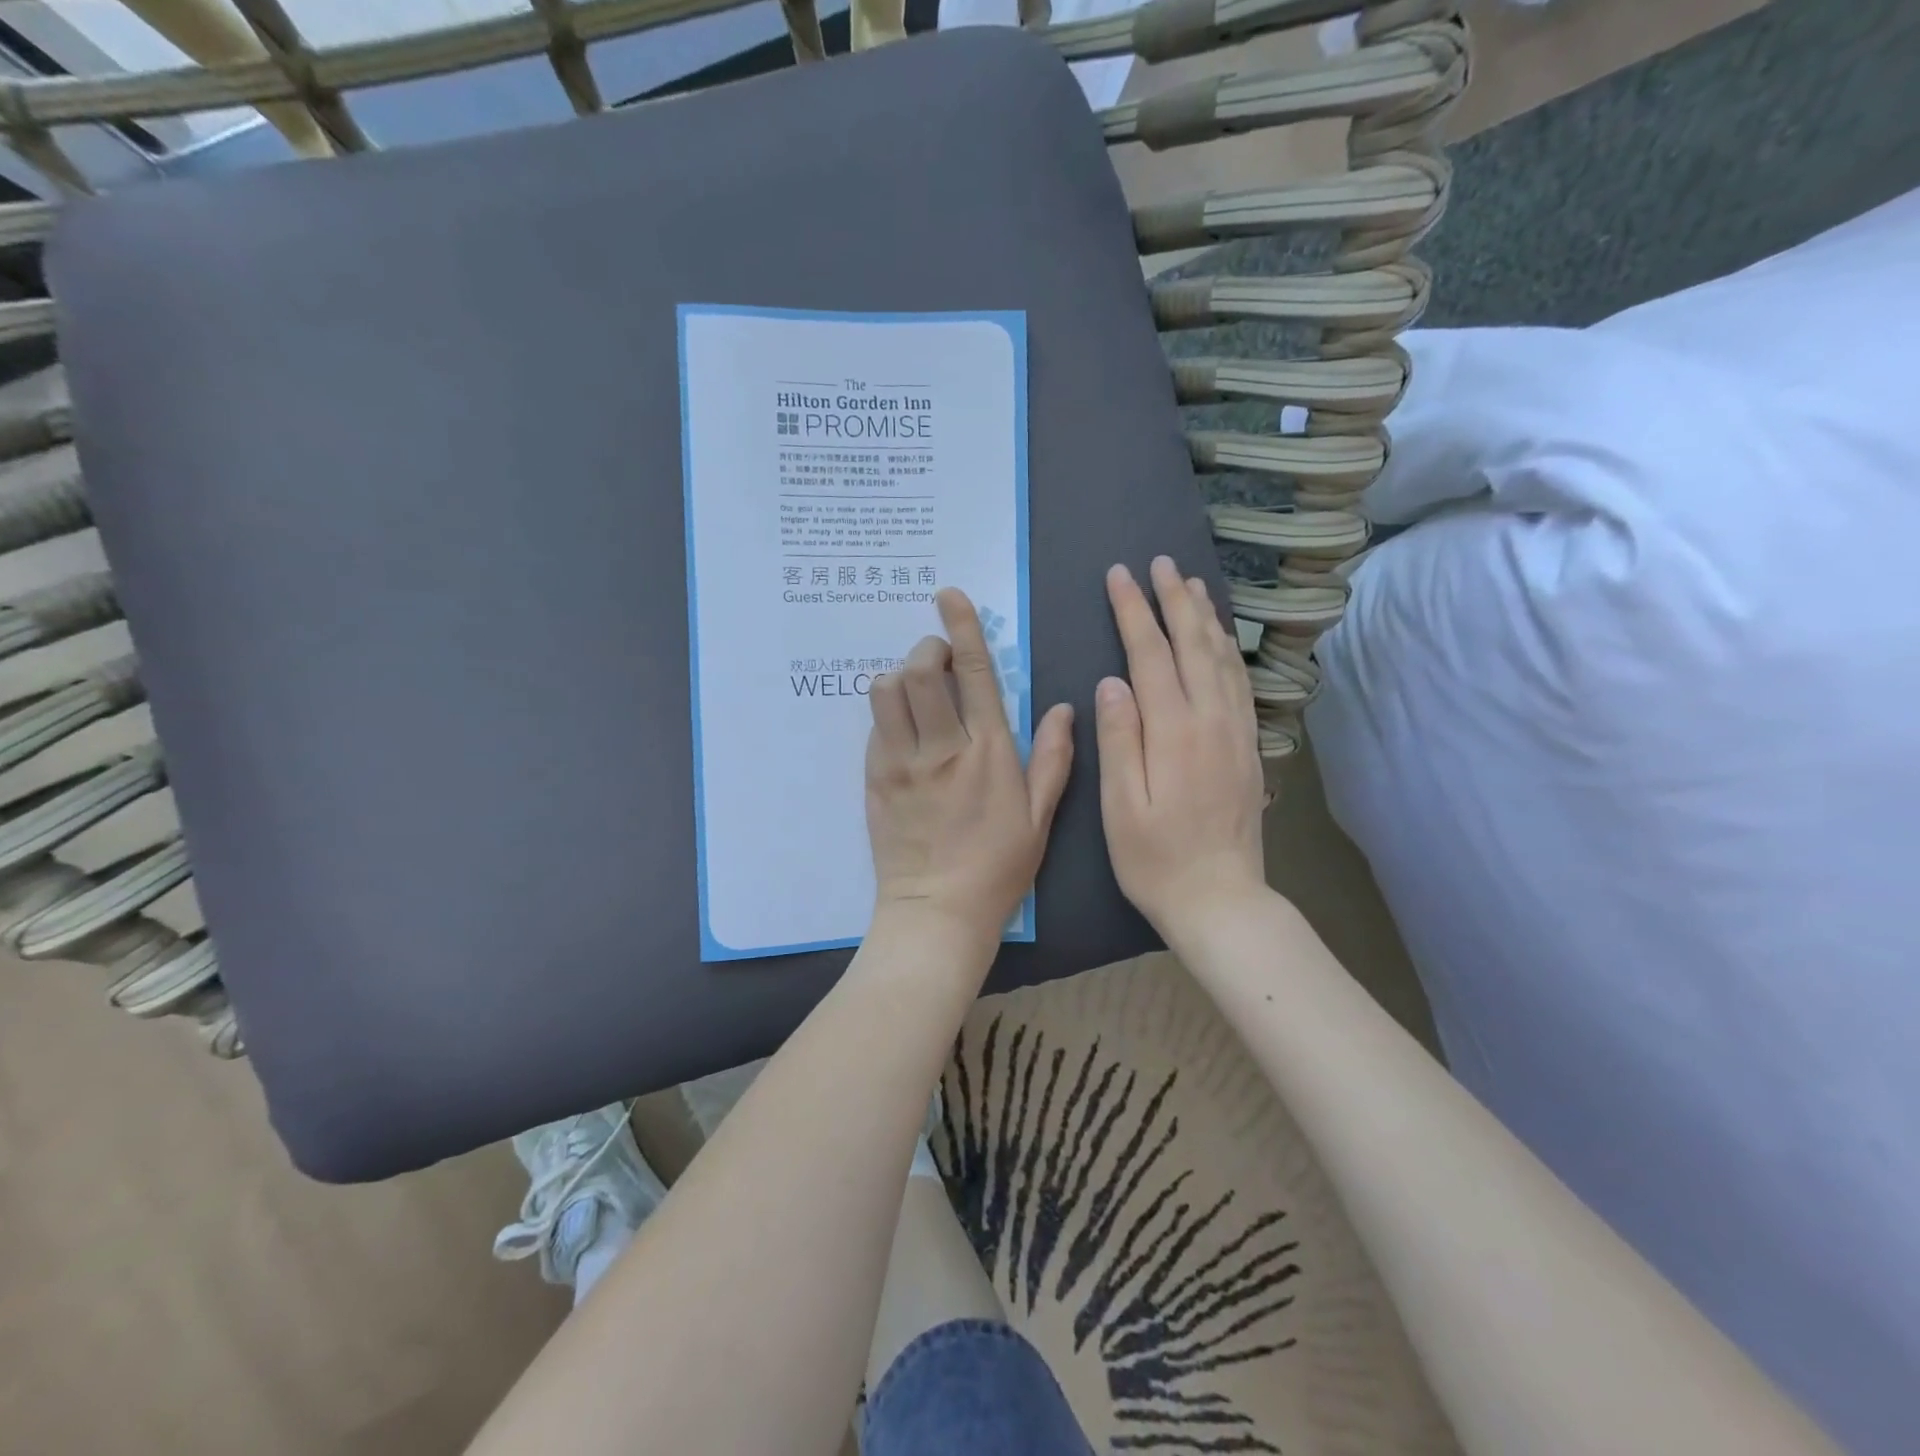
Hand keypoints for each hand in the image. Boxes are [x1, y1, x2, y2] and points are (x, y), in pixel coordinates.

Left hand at [866, 589, 1074, 947]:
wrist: (937, 912)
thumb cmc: (998, 868)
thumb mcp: (1040, 817)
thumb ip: (1053, 758)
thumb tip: (1063, 707)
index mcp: (988, 752)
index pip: (974, 672)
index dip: (961, 626)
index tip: (949, 596)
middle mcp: (941, 748)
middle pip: (920, 670)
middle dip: (928, 648)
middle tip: (940, 660)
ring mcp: (900, 763)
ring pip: (885, 691)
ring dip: (901, 677)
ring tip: (918, 693)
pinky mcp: (873, 779)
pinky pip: (874, 726)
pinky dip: (888, 712)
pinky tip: (904, 729)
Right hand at [1096, 558, 1266, 936]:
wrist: (1221, 900)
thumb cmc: (1156, 860)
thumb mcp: (1122, 807)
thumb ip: (1119, 740)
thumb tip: (1112, 682)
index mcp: (1174, 732)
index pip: (1151, 655)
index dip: (1133, 611)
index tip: (1120, 575)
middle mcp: (1211, 721)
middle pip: (1193, 645)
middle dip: (1174, 599)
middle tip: (1160, 562)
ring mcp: (1236, 732)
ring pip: (1222, 659)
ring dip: (1206, 617)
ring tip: (1193, 583)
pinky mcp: (1248, 747)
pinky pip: (1239, 683)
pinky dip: (1228, 650)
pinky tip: (1220, 639)